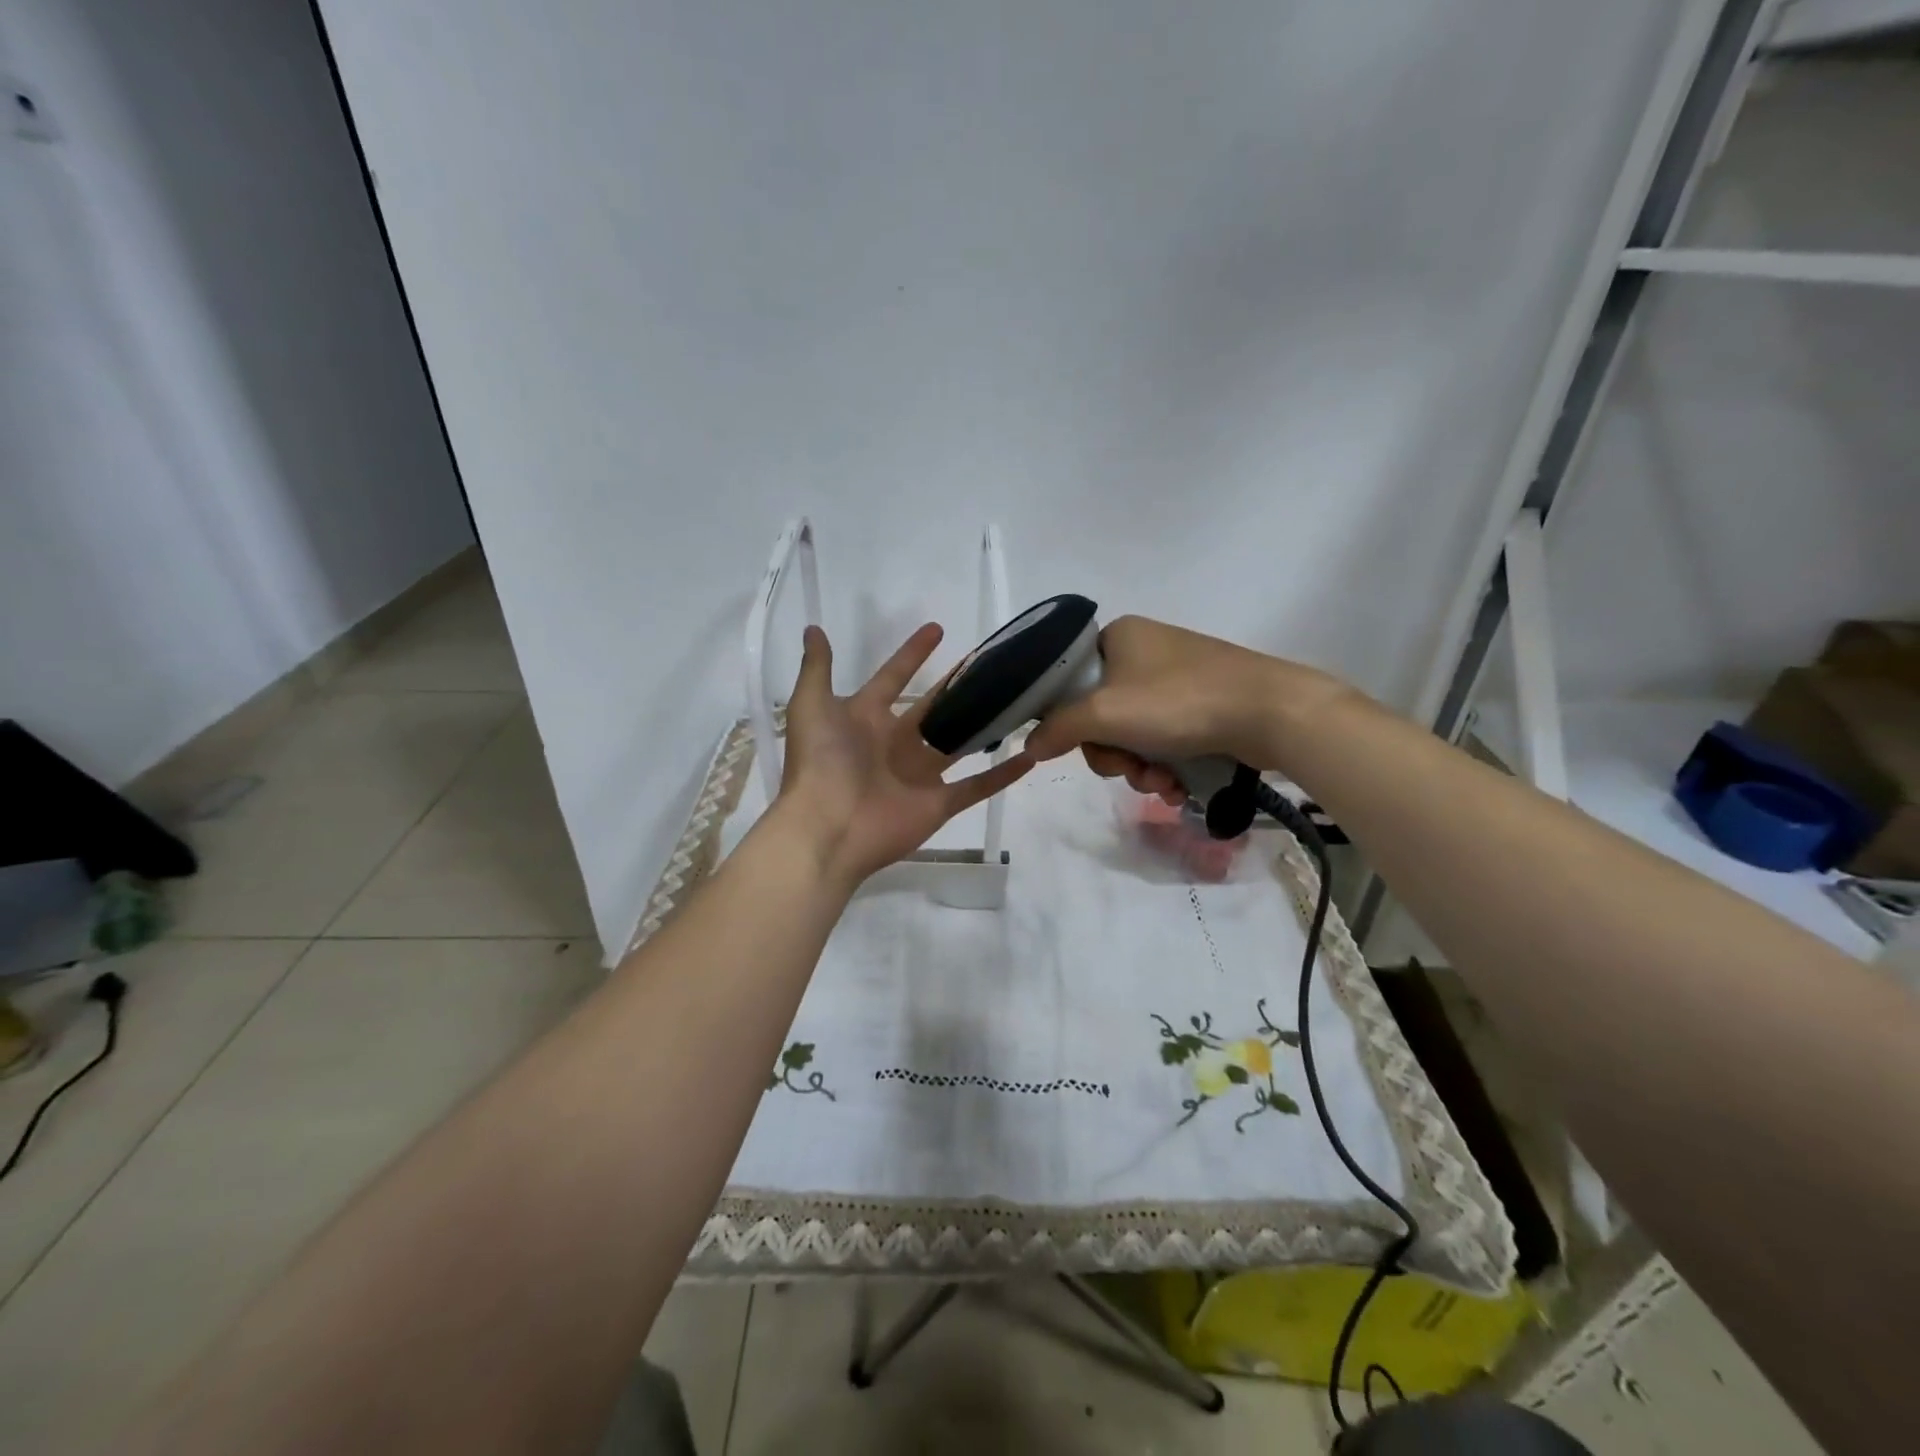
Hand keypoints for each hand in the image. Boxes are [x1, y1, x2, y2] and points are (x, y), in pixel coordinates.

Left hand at [776, 623, 1032, 888]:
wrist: (827, 827)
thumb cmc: (820, 763)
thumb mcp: (810, 706)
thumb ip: (816, 668)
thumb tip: (813, 628)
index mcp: (866, 718)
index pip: (893, 679)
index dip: (912, 655)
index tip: (938, 629)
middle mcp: (895, 743)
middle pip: (933, 709)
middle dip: (956, 687)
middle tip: (989, 663)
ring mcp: (919, 775)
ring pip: (959, 743)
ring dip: (983, 725)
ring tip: (1015, 700)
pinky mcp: (939, 803)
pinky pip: (976, 787)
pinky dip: (1002, 775)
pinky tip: (1029, 756)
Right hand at [1022, 615, 1348, 797]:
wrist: (1270, 711)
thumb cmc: (1179, 703)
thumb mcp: (1105, 714)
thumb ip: (1058, 728)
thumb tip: (1029, 745)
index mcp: (1117, 637)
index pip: (1069, 682)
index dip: (1071, 722)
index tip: (1087, 746)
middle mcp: (1144, 651)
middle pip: (1100, 715)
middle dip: (1113, 754)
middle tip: (1131, 770)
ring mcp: (1175, 678)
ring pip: (1132, 734)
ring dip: (1139, 767)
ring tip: (1162, 783)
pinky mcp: (1201, 703)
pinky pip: (1163, 739)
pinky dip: (1164, 765)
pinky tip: (1177, 785)